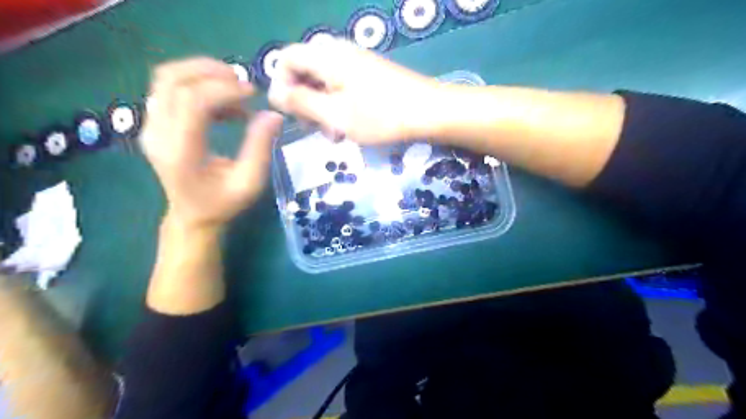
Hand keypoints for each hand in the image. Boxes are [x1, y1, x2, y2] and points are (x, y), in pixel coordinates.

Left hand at [139, 55, 283, 229]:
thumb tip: (273, 115)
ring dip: (202, 74)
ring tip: (234, 88)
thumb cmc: (223, 203)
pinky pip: (170, 89)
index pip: (192, 102)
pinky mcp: (154, 123)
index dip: (223, 89)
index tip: (252, 93)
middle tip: (242, 82)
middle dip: (211, 72)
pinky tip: (223, 104)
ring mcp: (151, 127)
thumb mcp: (250, 182)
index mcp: (181, 152)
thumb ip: (261, 148)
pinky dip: (198, 85)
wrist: (192, 216)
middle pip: (172, 80)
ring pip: (166, 79)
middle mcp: (158, 134)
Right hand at [269, 39, 437, 144]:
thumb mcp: (334, 114)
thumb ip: (300, 102)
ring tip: (334, 135)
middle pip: (304, 71)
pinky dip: (338, 106)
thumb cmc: (379, 115)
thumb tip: (275, 93)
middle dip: (303, 102)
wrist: (429, 111)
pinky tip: (348, 128)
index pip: (286, 59)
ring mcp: (356, 62)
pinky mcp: (369, 74)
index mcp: (325, 56)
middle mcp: (338, 51)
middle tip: (313, 129)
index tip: (290, 115)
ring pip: (324, 83)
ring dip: (322, 109)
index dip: (281, 86)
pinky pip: (342, 87)